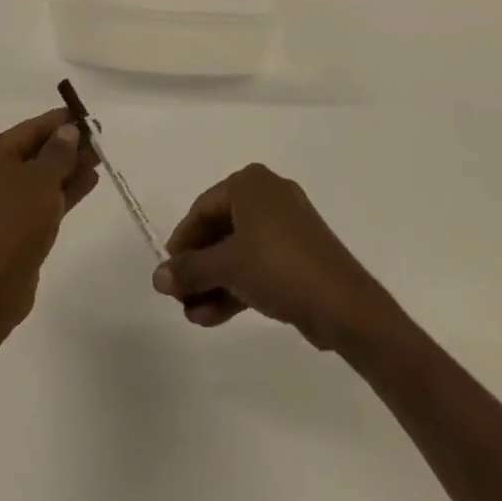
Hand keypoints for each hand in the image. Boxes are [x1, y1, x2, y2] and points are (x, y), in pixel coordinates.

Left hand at [0, 109, 98, 332]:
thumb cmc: (14, 222)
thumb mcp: (41, 180)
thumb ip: (58, 152)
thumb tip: (68, 130)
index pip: (31, 128)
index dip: (61, 122)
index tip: (90, 118)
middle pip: (36, 151)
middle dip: (68, 146)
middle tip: (100, 141)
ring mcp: (3, 202)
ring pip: (42, 176)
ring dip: (69, 168)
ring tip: (100, 159)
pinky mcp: (15, 226)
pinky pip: (43, 199)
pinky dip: (65, 190)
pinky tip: (90, 182)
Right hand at [152, 163, 392, 351]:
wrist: (344, 306)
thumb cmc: (278, 267)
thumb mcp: (227, 267)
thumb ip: (189, 270)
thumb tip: (157, 278)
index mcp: (249, 184)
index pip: (202, 209)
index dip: (182, 242)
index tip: (168, 272)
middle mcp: (267, 196)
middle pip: (219, 231)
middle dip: (198, 267)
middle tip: (178, 296)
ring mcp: (286, 227)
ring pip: (238, 252)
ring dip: (213, 283)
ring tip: (192, 315)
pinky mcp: (298, 255)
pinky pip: (257, 265)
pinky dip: (236, 286)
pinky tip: (212, 317)